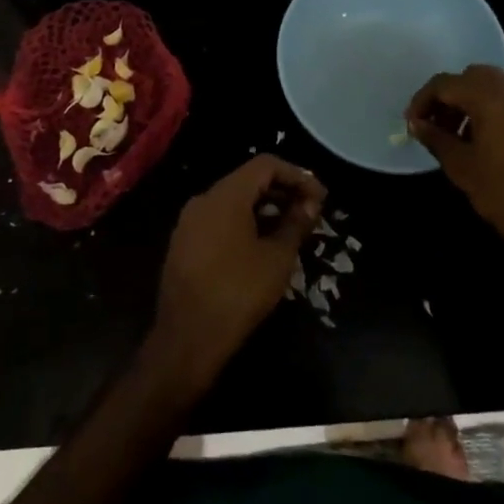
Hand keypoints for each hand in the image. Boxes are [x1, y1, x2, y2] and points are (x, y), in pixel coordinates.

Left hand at [149, 156, 325, 386]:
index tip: (320, 198)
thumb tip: (311, 203)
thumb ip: (296, 223)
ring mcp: (189, 221)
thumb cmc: (238, 293)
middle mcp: (204, 199)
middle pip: (248, 180)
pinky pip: (219, 219)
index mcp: (225, 194)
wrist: (187, 339)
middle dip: (282, 191)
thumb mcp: (277, 258)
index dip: (297, 175)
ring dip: (264, 208)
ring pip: (233, 200)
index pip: (266, 164)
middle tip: (310, 212)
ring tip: (291, 229)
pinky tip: (262, 245)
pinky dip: (244, 222)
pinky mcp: (184, 243)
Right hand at [406, 66, 503, 282]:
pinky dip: (501, 110)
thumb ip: (436, 139)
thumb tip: (417, 124)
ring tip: (463, 136)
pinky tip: (494, 141)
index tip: (413, 122)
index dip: (424, 100)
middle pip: (475, 77)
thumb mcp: (463, 168)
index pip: (447, 83)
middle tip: (437, 125)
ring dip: (476, 102)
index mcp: (492, 97)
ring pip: (500, 87)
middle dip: (452, 96)